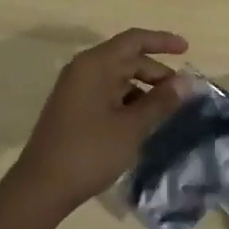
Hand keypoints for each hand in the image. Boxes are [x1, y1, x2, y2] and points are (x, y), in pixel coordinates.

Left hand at [11, 28, 190, 214]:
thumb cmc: (90, 151)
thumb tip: (187, 81)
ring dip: (143, 88)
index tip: (186, 49)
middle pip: (126, 58)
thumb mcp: (131, 127)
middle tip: (181, 93)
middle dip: (156, 72)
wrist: (41, 188)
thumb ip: (160, 101)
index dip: (162, 41)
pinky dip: (127, 101)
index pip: (134, 40)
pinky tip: (141, 122)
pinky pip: (106, 93)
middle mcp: (83, 69)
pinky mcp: (73, 108)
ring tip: (165, 110)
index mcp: (95, 64)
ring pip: (117, 78)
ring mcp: (75, 89)